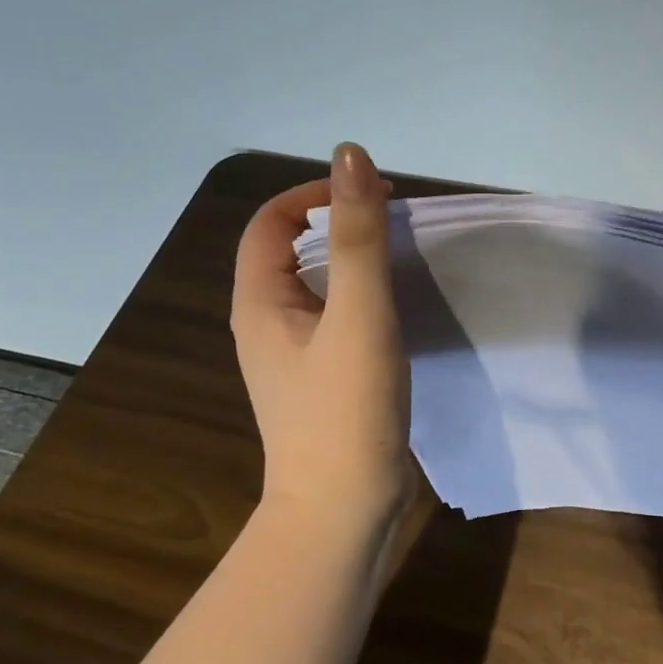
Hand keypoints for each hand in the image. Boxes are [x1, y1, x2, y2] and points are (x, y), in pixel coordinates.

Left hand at [231, 143, 418, 534]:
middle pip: (293, 251)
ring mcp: (294, 356)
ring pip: (318, 287)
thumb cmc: (346, 409)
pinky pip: (337, 319)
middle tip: (395, 224)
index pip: (271, 222)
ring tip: (402, 260)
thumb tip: (349, 155)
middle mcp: (268, 323)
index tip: (372, 197)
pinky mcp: (323, 380)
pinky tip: (399, 311)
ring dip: (354, 263)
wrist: (344, 508)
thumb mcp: (358, 315)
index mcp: (260, 302)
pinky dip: (364, 299)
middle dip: (340, 225)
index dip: (315, 195)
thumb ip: (357, 237)